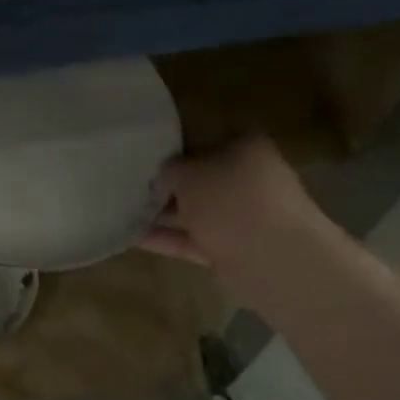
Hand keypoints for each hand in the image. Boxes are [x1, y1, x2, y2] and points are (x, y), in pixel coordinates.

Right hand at [141, 135, 327, 269]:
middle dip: (170, 186)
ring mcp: (245, 218)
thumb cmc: (230, 200)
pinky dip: (169, 240)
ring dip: (166, 215)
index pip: (208, 141)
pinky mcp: (235, 250)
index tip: (148, 159)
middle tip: (134, 187)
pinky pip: (196, 241)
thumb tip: (163, 178)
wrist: (271, 258)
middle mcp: (250, 180)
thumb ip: (170, 171)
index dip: (176, 149)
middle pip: (203, 180)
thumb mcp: (188, 174)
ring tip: (127, 213)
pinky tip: (136, 238)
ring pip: (198, 213)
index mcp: (247, 148)